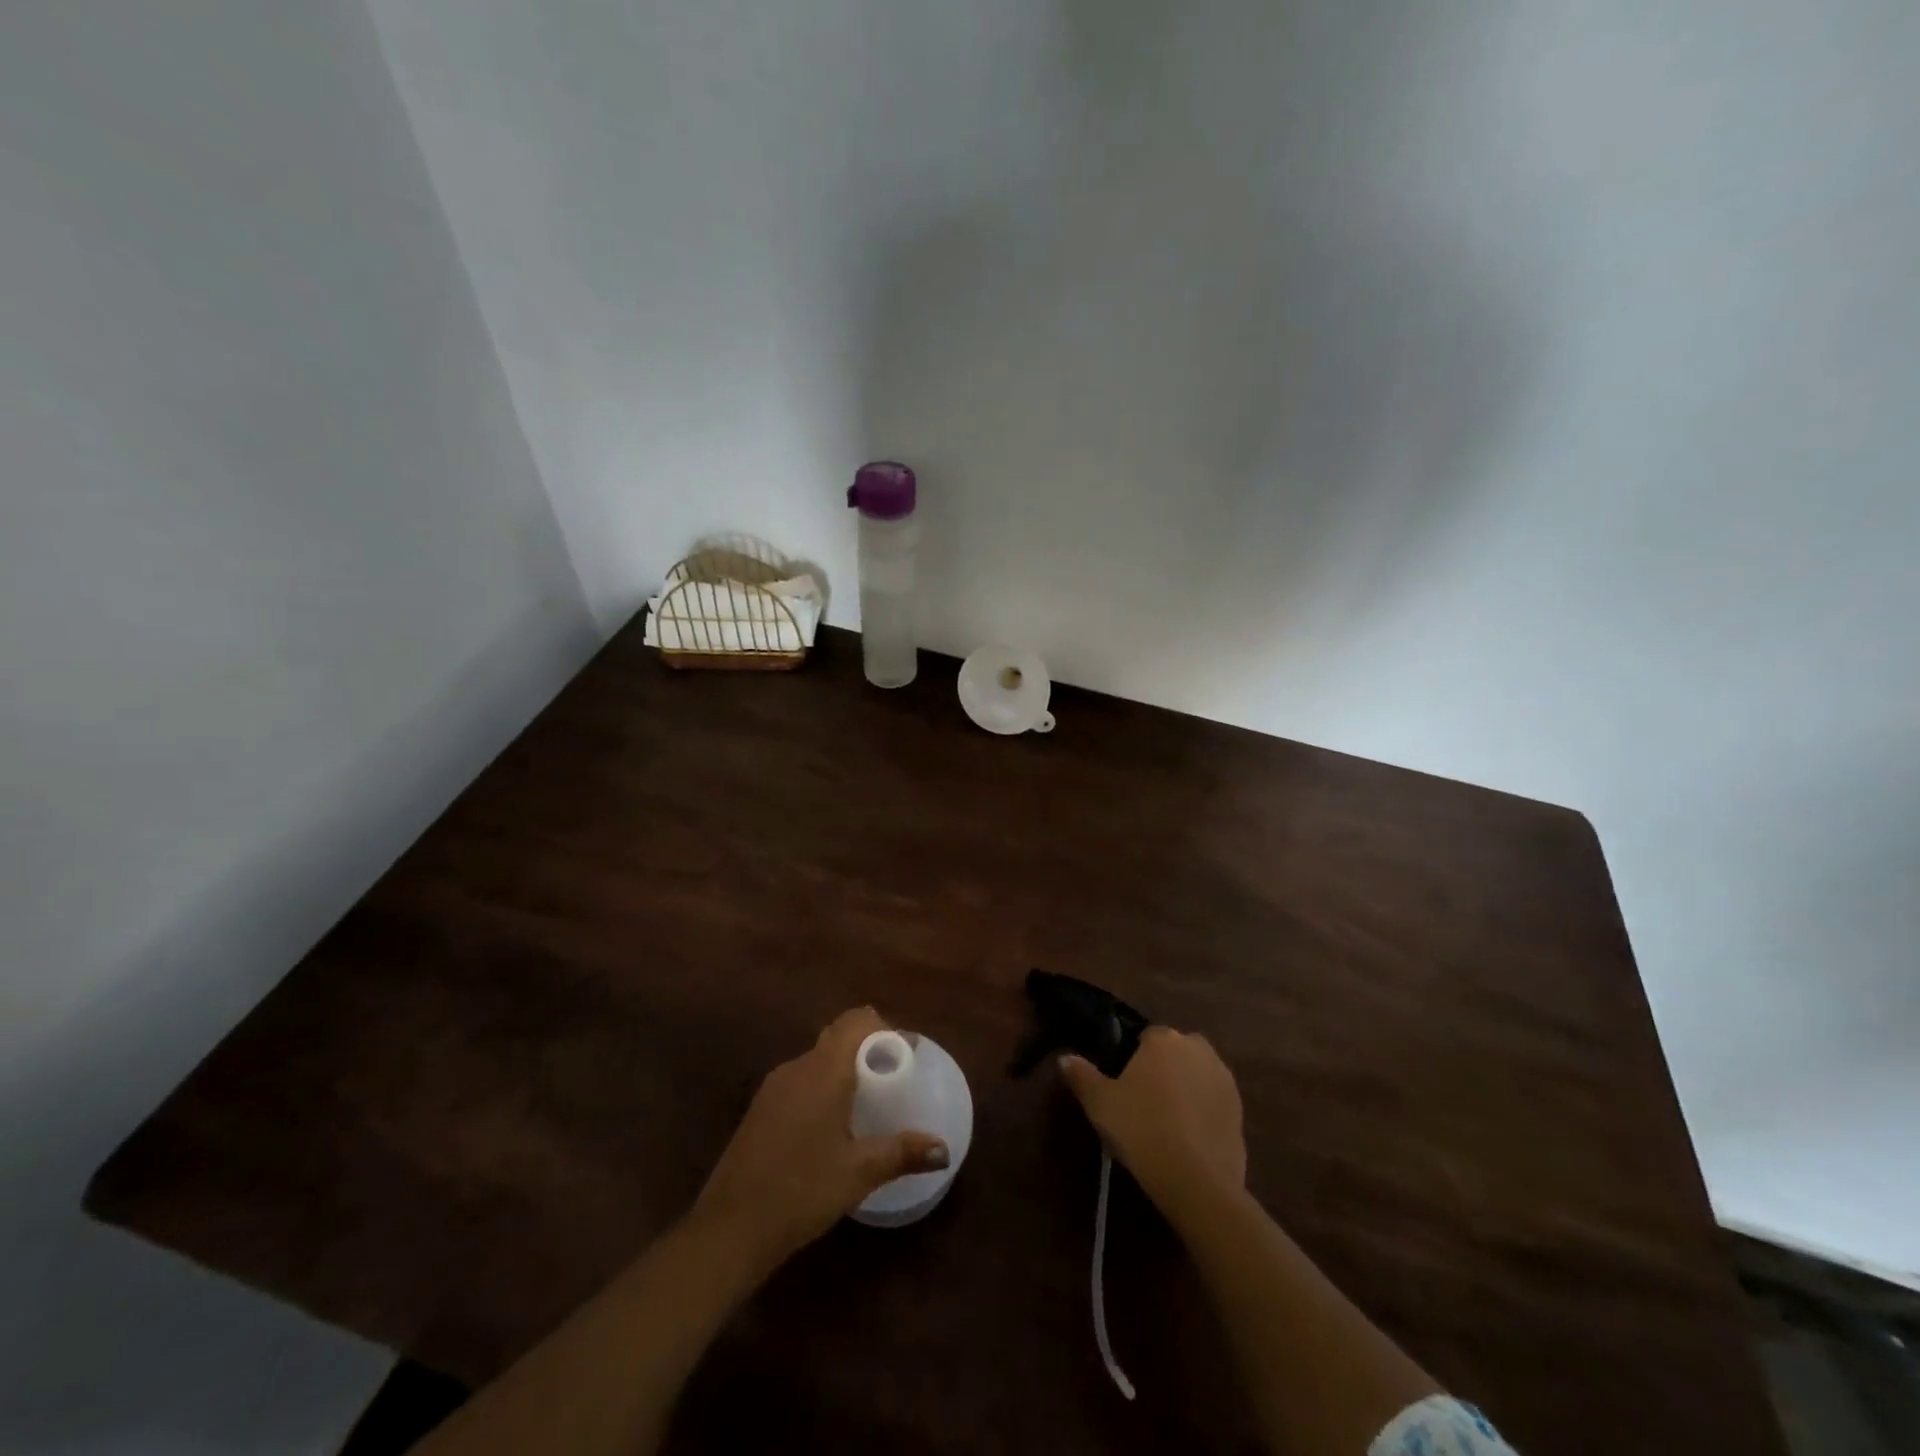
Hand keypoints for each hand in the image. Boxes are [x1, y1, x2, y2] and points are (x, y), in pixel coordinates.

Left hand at [691, 1008, 949, 1270]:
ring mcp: (774, 1086)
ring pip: (819, 1058)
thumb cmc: (801, 1191)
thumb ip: (902, 1153)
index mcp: (823, 1071)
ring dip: (846, 1068)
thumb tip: (943, 1150)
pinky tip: (833, 1124)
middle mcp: (798, 1067)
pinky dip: (824, 1085)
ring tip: (869, 1101)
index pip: (857, 1021)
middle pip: (839, 1035)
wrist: (728, 1228)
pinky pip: (802, 1079)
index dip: (886, 1029)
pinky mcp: (761, 1107)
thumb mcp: (858, 1173)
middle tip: (894, 1078)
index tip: (907, 1054)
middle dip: (869, 1047)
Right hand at [1060, 1027, 1245, 1219]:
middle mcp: (1197, 1048)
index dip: (1133, 1058)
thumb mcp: (1100, 1103)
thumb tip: (1065, 1058)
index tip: (1124, 1083)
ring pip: (1196, 1075)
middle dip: (1163, 1069)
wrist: (1195, 1180)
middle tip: (1144, 1102)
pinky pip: (1213, 1101)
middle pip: (1175, 1052)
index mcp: (1163, 1039)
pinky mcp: (1240, 1109)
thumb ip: (1081, 1075)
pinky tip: (1188, 1137)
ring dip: (1185, 1088)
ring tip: (1166, 1122)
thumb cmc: (1141, 1129)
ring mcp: (1223, 1078)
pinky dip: (1202, 1111)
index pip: (1146, 1036)